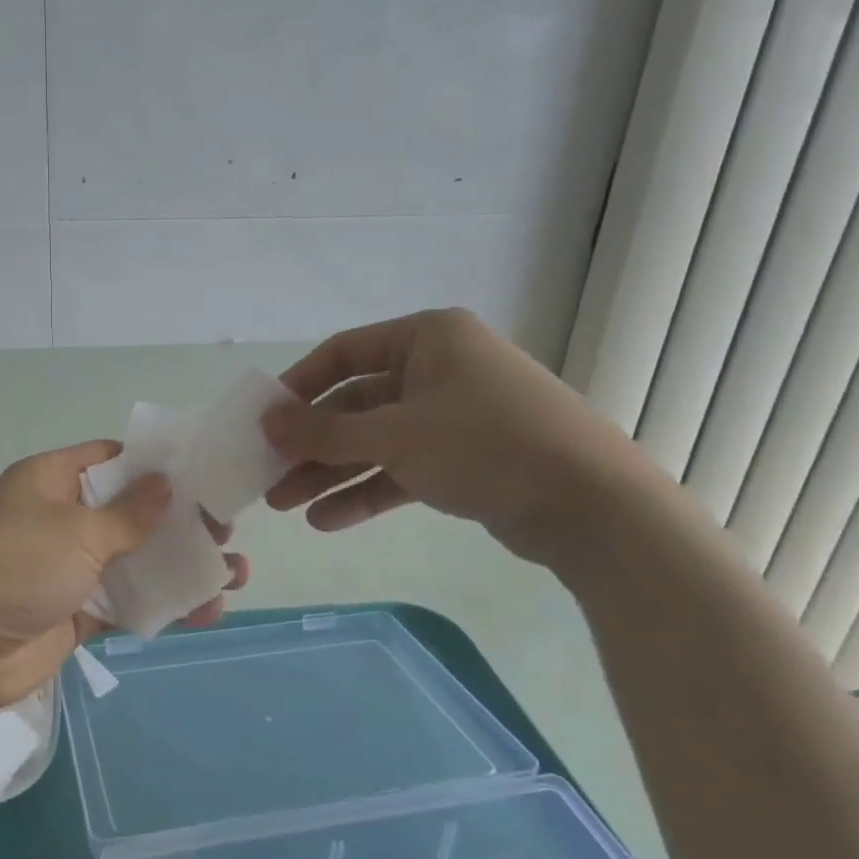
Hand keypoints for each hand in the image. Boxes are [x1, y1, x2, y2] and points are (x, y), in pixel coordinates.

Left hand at [0, 441, 248, 712]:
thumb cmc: (13, 566)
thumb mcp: (75, 530)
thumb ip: (129, 513)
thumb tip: (166, 482)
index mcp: (52, 480)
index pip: (111, 460)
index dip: (156, 465)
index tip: (205, 474)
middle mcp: (61, 518)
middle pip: (131, 512)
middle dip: (180, 521)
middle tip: (228, 529)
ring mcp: (68, 568)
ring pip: (135, 560)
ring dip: (181, 566)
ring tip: (235, 573)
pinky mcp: (75, 612)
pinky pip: (127, 602)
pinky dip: (163, 605)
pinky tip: (207, 609)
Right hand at [263, 308, 644, 562]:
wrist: (593, 507)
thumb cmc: (486, 446)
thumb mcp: (395, 435)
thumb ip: (324, 432)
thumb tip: (267, 423)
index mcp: (427, 338)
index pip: (343, 352)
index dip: (299, 385)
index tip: (265, 418)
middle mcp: (439, 369)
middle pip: (356, 403)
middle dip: (312, 443)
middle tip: (269, 474)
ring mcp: (453, 416)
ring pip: (376, 441)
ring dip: (331, 472)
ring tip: (286, 505)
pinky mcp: (465, 459)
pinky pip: (402, 469)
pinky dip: (367, 491)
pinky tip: (327, 520)